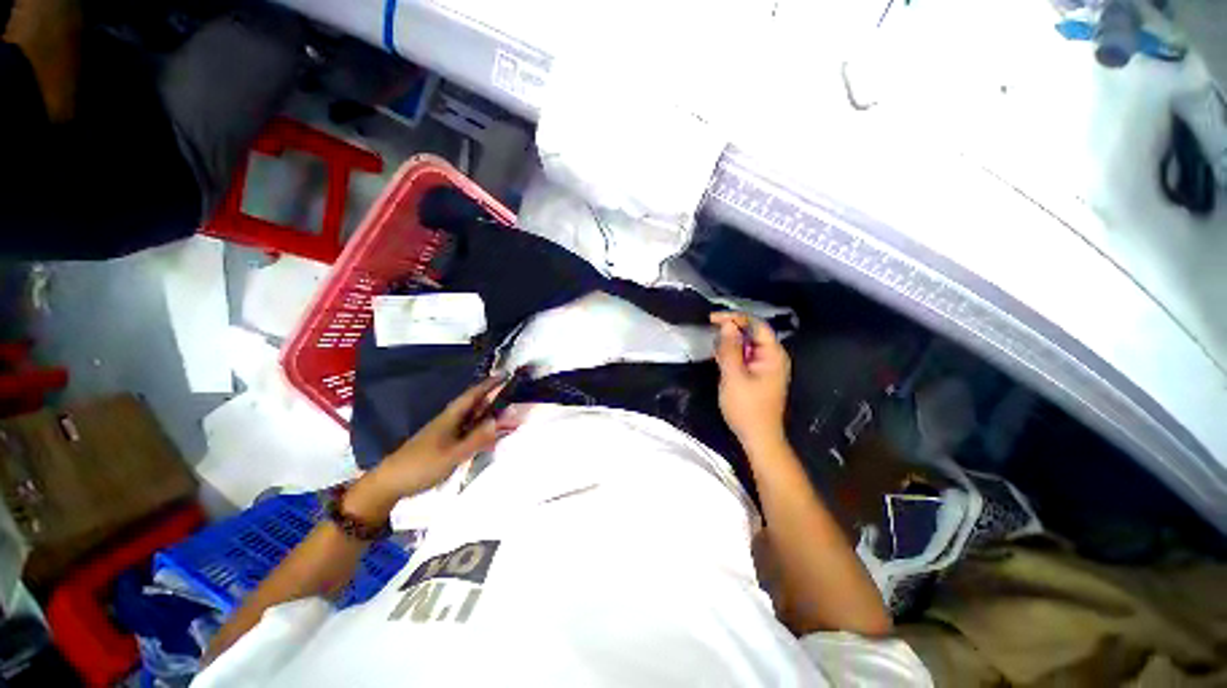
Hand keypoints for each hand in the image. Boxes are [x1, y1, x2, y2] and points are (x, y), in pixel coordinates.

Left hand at [346, 377, 505, 517]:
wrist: (390, 483)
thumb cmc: (422, 465)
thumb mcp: (453, 454)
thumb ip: (477, 438)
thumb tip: (497, 420)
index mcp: (451, 417)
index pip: (473, 395)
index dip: (488, 384)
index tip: (504, 375)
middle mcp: (449, 420)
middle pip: (474, 405)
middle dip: (492, 399)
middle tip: (512, 396)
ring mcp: (445, 432)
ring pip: (471, 418)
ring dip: (488, 415)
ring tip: (505, 416)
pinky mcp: (443, 444)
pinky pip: (467, 431)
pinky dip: (480, 430)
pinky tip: (487, 437)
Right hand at [712, 312, 790, 448]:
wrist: (758, 438)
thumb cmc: (747, 408)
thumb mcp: (733, 376)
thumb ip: (730, 349)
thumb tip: (726, 325)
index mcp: (773, 355)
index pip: (756, 325)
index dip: (735, 318)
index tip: (712, 319)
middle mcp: (773, 356)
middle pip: (752, 333)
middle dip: (731, 333)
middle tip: (713, 342)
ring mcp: (767, 366)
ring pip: (746, 345)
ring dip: (730, 345)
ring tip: (717, 357)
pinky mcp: (759, 374)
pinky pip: (745, 357)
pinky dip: (732, 356)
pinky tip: (722, 363)